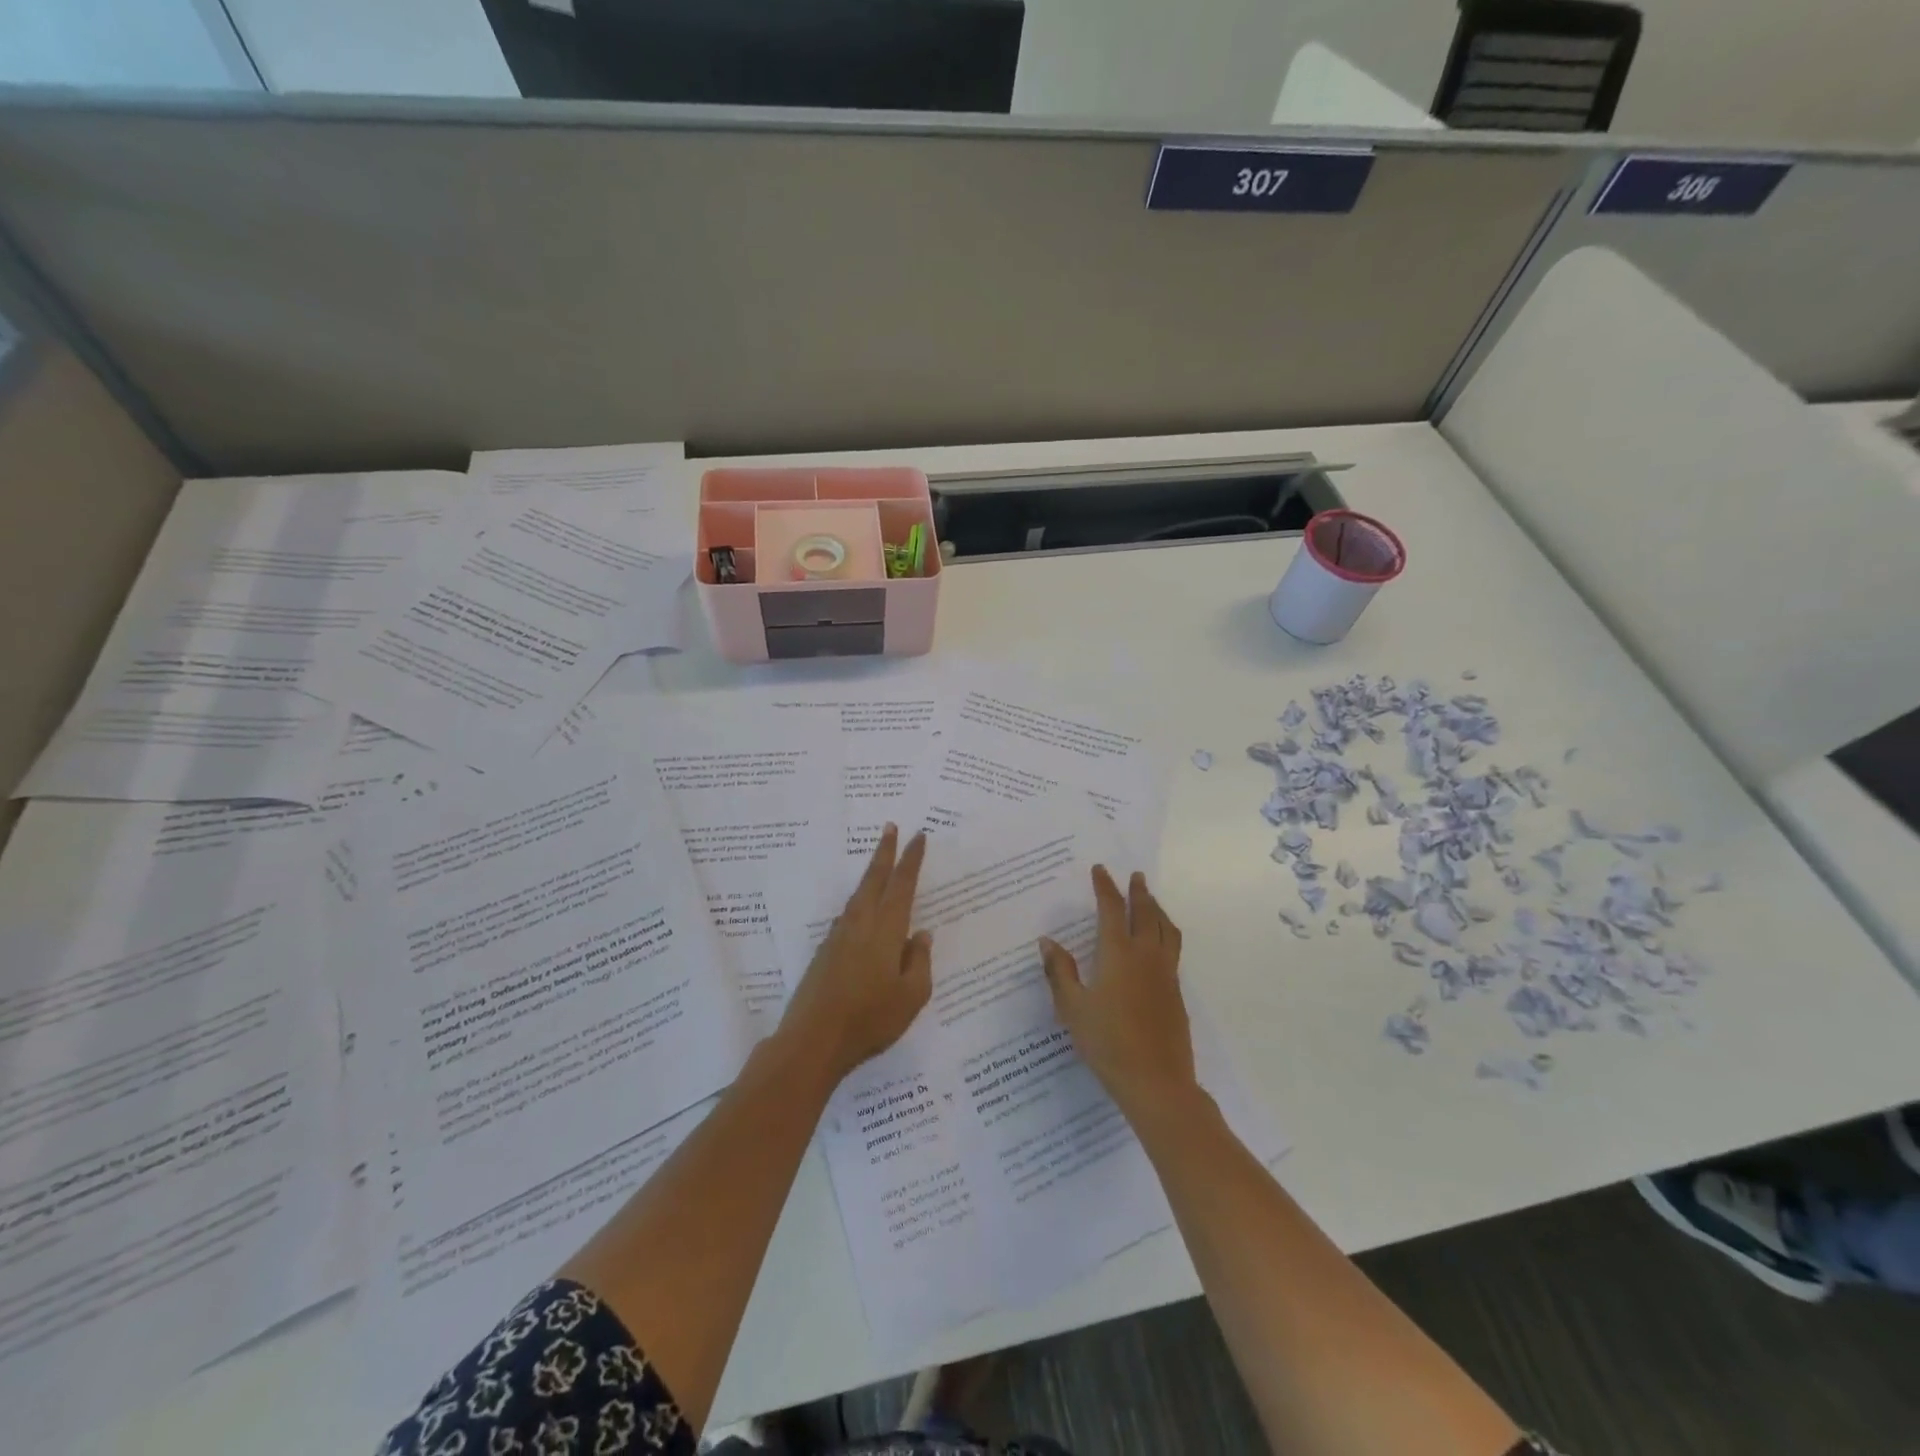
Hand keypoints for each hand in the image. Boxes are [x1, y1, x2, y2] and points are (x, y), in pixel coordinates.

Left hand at [780, 824, 932, 1086]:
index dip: (910, 860)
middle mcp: (860, 925)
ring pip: (858, 896)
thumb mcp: (912, 996)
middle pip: (873, 879)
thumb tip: (922, 935)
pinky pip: (847, 916)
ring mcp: (838, 937)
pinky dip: (859, 903)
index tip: (918, 836)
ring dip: (870, 875)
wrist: (813, 1040)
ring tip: (879, 865)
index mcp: (886, 930)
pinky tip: (862, 914)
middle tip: (890, 827)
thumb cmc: (870, 1019)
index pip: (902, 885)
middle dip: (884, 852)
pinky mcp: (824, 952)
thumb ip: (920, 962)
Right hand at [1039, 866, 1196, 1115]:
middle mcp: (1146, 956)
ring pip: (1166, 929)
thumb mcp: (1072, 1007)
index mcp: (1118, 953)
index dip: (1105, 887)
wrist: (1156, 1081)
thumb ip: (1060, 971)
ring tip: (1152, 901)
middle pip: (1146, 913)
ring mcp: (1166, 974)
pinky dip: (1166, 932)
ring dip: (1157, 909)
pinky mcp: (1176, 993)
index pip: (1112, 909)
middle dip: (1138, 892)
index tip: (1100, 870)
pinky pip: (1173, 949)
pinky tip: (1159, 944)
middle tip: (1135, 876)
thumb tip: (1047, 941)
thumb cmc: (1107, 1042)